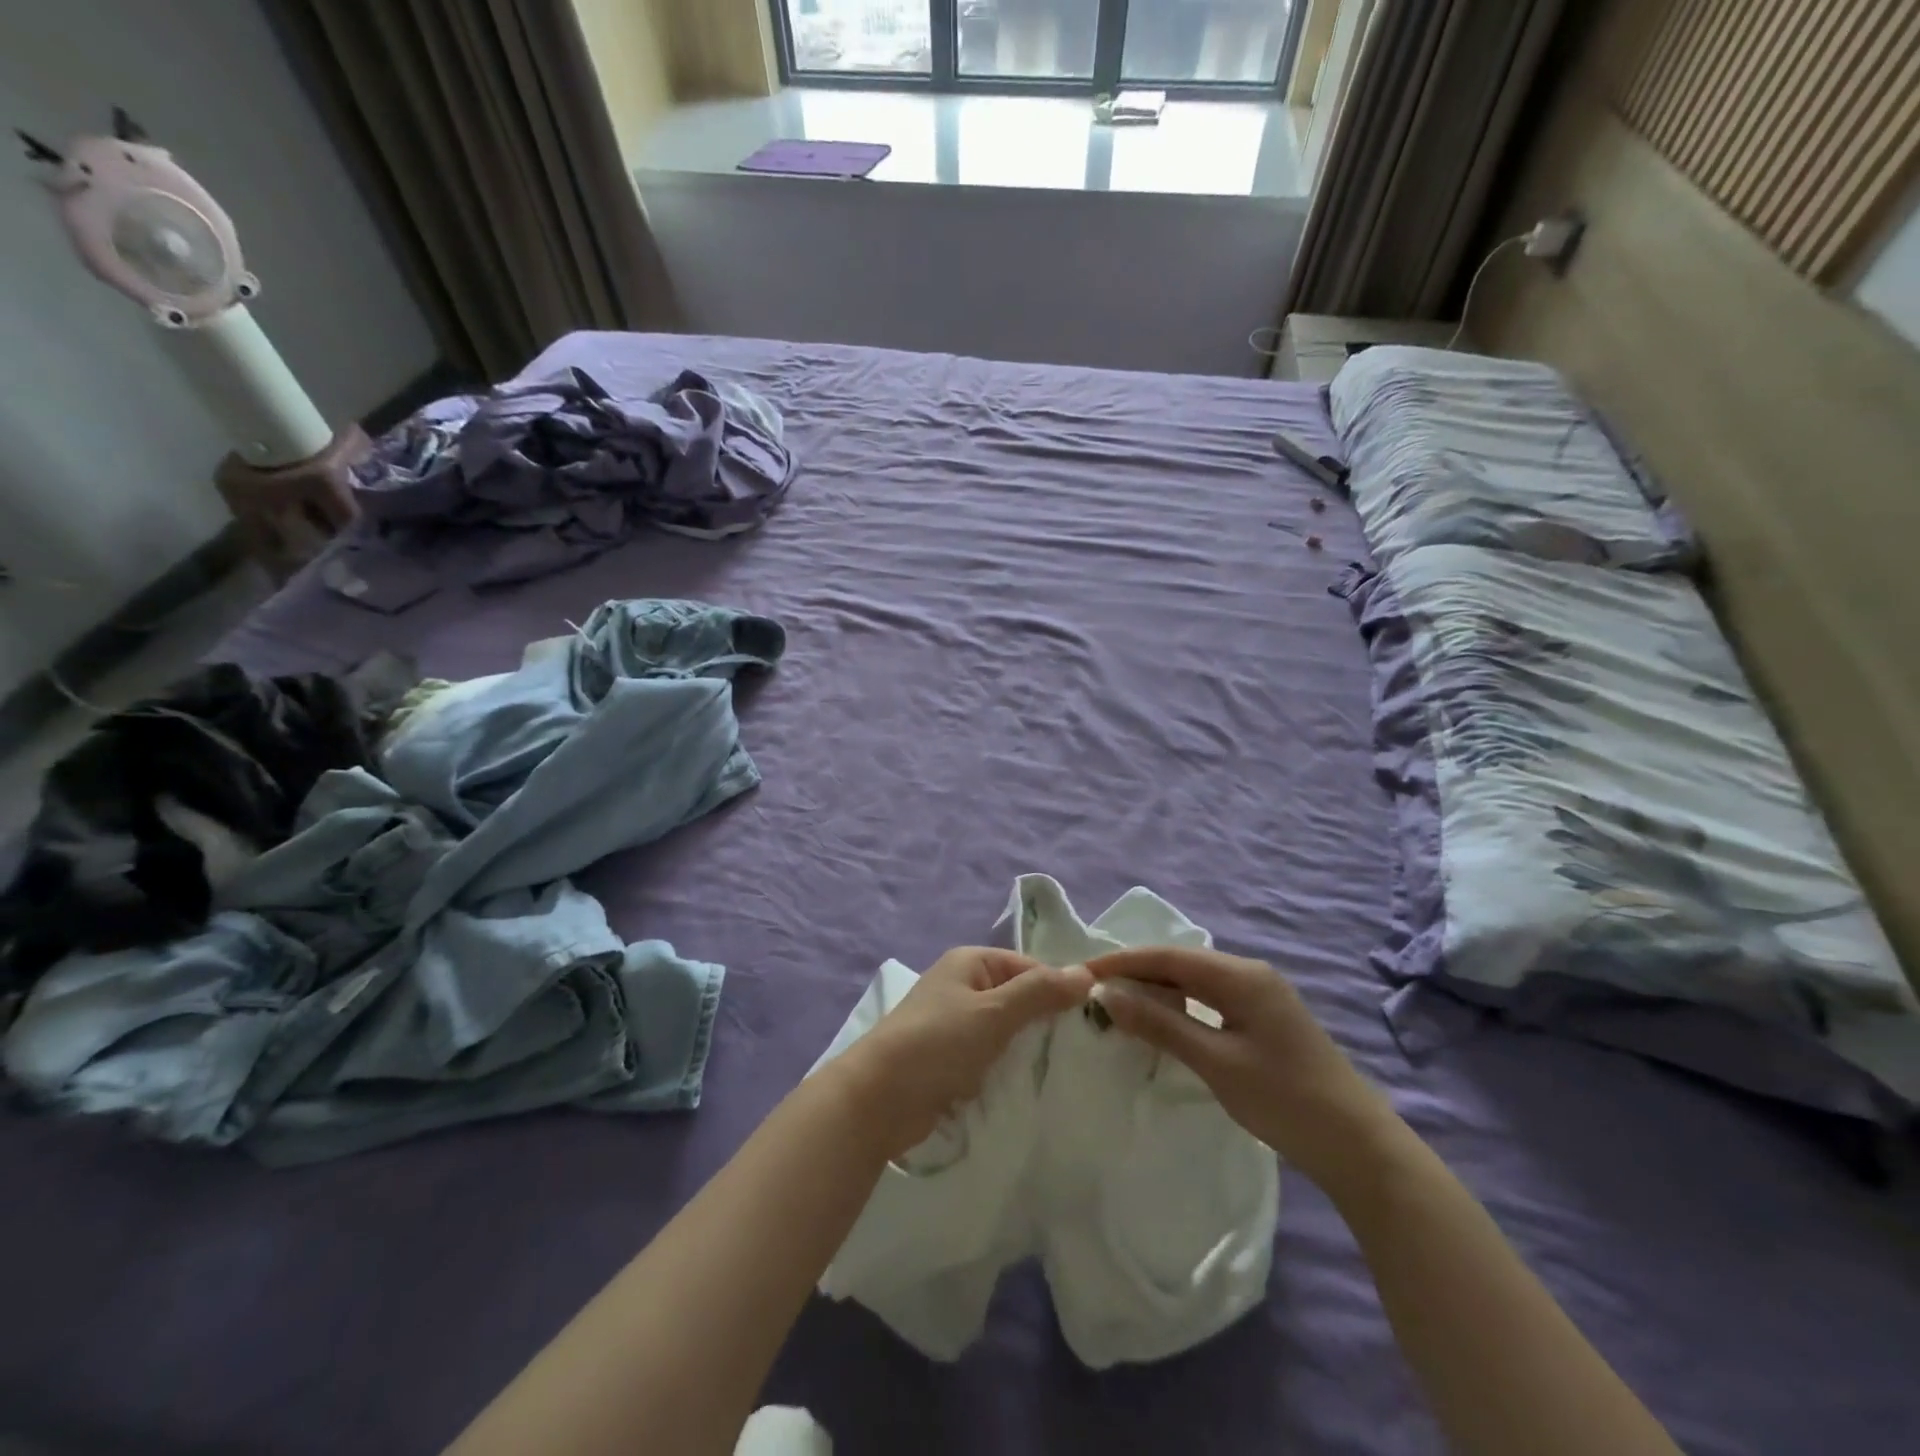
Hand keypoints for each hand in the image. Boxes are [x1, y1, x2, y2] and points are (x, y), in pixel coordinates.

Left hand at [840, 948, 1091, 1158]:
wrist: (878, 1099)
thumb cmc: (937, 1044)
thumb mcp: (993, 1013)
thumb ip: (1040, 992)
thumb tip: (1086, 973)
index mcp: (971, 962)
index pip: (1030, 967)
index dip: (1059, 990)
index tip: (1092, 1021)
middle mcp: (963, 986)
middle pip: (1019, 998)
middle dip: (1046, 1022)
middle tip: (1085, 1050)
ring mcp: (955, 1024)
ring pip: (1007, 1031)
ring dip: (1028, 1049)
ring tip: (1066, 1071)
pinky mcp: (950, 1060)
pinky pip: (991, 1056)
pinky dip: (1008, 1068)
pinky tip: (1033, 1086)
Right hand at [1087, 947, 1399, 1193]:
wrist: (1360, 1147)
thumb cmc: (1285, 1100)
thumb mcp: (1215, 1061)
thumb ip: (1160, 1023)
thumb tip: (1106, 994)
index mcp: (1240, 975)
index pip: (1167, 956)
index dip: (1121, 962)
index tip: (1080, 972)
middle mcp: (1250, 973)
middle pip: (1180, 963)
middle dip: (1136, 974)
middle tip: (1093, 992)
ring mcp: (1261, 995)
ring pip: (1195, 980)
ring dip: (1157, 990)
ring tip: (1119, 1007)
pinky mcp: (1265, 1018)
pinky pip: (1210, 998)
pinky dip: (1180, 1005)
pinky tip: (1162, 1022)